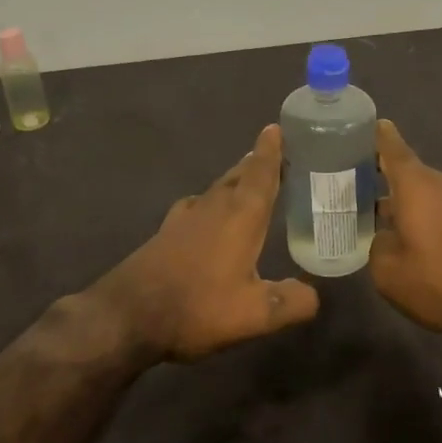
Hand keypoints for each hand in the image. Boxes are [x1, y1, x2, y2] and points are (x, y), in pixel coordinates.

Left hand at [93, 124, 319, 360]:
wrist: (127, 315)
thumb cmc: (197, 306)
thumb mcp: (254, 314)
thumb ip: (291, 302)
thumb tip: (314, 295)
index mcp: (241, 216)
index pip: (261, 174)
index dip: (270, 151)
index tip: (275, 127)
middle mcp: (213, 208)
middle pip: (238, 176)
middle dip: (256, 163)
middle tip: (273, 154)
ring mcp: (185, 218)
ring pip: (216, 189)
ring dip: (234, 181)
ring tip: (248, 181)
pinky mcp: (166, 233)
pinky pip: (197, 206)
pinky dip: (211, 202)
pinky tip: (208, 214)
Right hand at [370, 120, 441, 339]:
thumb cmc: (440, 281)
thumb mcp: (389, 272)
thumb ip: (377, 245)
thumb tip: (385, 238)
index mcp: (416, 185)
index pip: (391, 146)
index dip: (376, 136)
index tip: (363, 128)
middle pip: (409, 175)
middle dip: (385, 184)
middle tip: (360, 197)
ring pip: (429, 196)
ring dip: (410, 207)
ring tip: (389, 227)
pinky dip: (432, 221)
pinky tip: (424, 247)